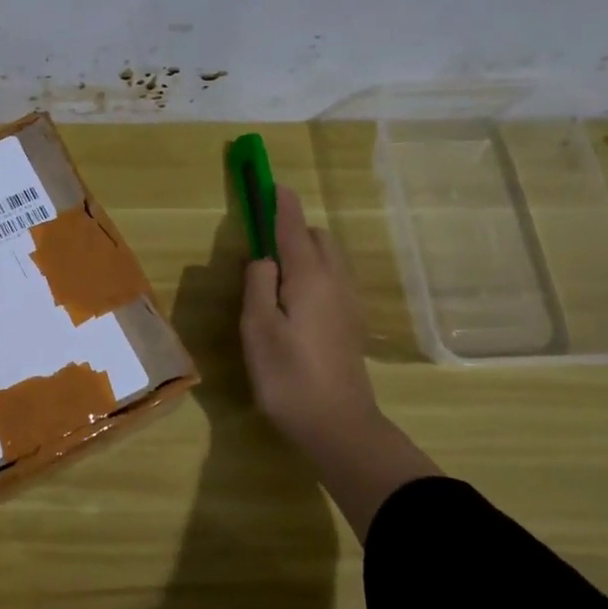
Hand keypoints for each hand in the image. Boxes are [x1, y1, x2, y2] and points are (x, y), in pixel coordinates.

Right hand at [240, 184, 437, 540]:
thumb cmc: (289, 377)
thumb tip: (264, 259)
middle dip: (291, 228)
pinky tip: (292, 301)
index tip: (269, 183)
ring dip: (302, 251)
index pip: (293, 227)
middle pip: (315, 238)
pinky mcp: (350, 323)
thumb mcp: (257, 329)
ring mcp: (347, 303)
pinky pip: (331, 279)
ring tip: (272, 274)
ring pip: (327, 259)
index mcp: (309, 277)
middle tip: (260, 245)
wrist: (339, 426)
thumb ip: (257, 284)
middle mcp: (334, 281)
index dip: (279, 203)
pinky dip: (311, 272)